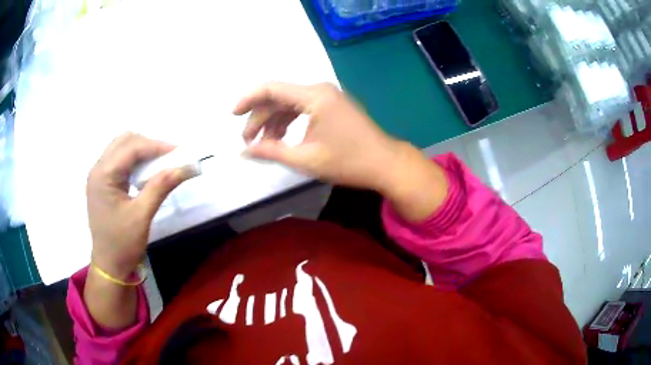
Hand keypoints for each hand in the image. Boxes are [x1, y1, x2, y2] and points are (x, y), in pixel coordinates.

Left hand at [86, 133, 191, 278]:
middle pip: (124, 141)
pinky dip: (135, 161)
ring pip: (121, 148)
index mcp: (103, 175)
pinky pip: (119, 161)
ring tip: (160, 163)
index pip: (132, 148)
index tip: (179, 152)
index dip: (157, 146)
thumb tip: (184, 167)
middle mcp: (98, 169)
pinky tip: (145, 172)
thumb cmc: (122, 244)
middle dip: (149, 144)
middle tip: (169, 157)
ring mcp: (99, 176)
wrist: (109, 266)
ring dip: (142, 151)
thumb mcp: (142, 216)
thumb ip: (160, 187)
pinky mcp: (103, 183)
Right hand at [233, 82, 405, 191]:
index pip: (271, 88)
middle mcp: (320, 89)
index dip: (248, 99)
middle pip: (279, 96)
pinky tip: (282, 139)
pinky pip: (303, 108)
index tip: (233, 116)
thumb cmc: (348, 162)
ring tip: (263, 145)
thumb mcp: (306, 159)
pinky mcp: (332, 105)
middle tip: (248, 142)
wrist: (385, 164)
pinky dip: (289, 122)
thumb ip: (271, 151)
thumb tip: (244, 152)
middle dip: (260, 118)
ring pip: (290, 103)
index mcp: (314, 96)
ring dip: (274, 122)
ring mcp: (328, 96)